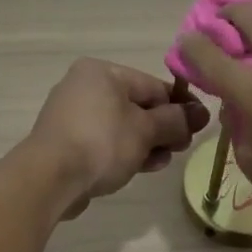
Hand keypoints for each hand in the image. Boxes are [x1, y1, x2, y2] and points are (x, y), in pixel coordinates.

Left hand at [28, 59, 209, 219]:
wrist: (50, 179)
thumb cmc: (102, 143)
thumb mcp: (147, 130)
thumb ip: (176, 120)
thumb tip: (201, 114)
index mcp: (102, 72)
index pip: (153, 85)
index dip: (180, 106)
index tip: (199, 127)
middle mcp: (84, 87)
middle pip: (137, 106)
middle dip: (162, 129)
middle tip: (181, 148)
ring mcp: (72, 116)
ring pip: (122, 127)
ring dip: (147, 144)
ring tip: (162, 162)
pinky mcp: (66, 143)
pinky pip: (105, 143)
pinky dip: (125, 152)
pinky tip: (142, 168)